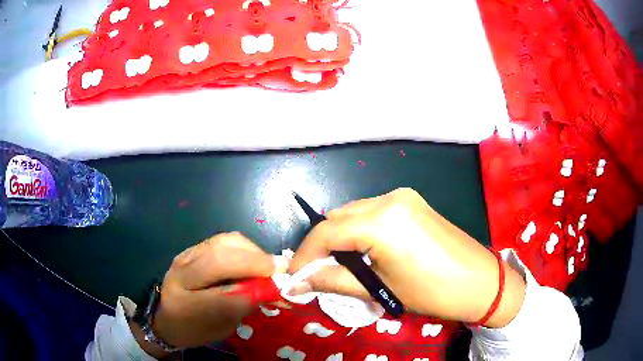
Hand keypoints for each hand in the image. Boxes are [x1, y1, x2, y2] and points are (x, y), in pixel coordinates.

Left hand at [133, 232, 274, 354]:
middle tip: (278, 270)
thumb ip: (241, 306)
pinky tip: (251, 261)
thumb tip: (271, 289)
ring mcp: (187, 254)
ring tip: (265, 266)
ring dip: (251, 251)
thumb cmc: (193, 328)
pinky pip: (223, 241)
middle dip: (255, 259)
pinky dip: (243, 249)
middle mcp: (183, 268)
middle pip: (220, 252)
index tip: (279, 278)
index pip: (217, 282)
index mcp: (184, 295)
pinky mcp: (193, 249)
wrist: (164, 316)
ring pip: (223, 241)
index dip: (250, 274)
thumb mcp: (219, 328)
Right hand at [289, 188, 525, 327]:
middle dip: (321, 245)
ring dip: (339, 237)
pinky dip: (358, 230)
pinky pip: (372, 212)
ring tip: (338, 264)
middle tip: (314, 271)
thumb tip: (297, 282)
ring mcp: (403, 196)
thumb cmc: (432, 292)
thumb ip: (333, 281)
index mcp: (382, 220)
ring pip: (354, 212)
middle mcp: (390, 198)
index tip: (293, 274)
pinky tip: (362, 250)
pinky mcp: (411, 201)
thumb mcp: (380, 289)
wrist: (480, 282)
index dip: (305, 254)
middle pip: (338, 218)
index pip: (327, 232)